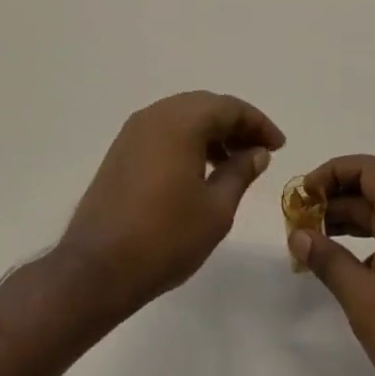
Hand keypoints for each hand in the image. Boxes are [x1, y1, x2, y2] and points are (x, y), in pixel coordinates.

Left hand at [60, 91, 284, 316]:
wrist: (96, 269)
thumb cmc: (165, 237)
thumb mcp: (216, 208)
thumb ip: (240, 172)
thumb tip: (257, 152)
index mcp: (181, 121)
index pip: (230, 107)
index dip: (258, 124)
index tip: (278, 146)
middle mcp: (156, 115)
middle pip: (205, 106)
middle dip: (236, 125)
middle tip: (260, 151)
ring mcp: (134, 132)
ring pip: (183, 117)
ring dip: (212, 133)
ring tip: (234, 164)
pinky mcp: (121, 152)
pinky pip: (164, 132)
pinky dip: (188, 142)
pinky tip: (200, 171)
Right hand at [288, 155, 374, 375]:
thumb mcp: (362, 298)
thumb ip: (328, 261)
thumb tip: (298, 235)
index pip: (368, 170)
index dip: (334, 172)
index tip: (305, 194)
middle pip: (370, 191)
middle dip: (332, 200)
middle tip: (299, 221)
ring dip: (343, 223)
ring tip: (311, 242)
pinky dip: (359, 246)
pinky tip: (339, 270)